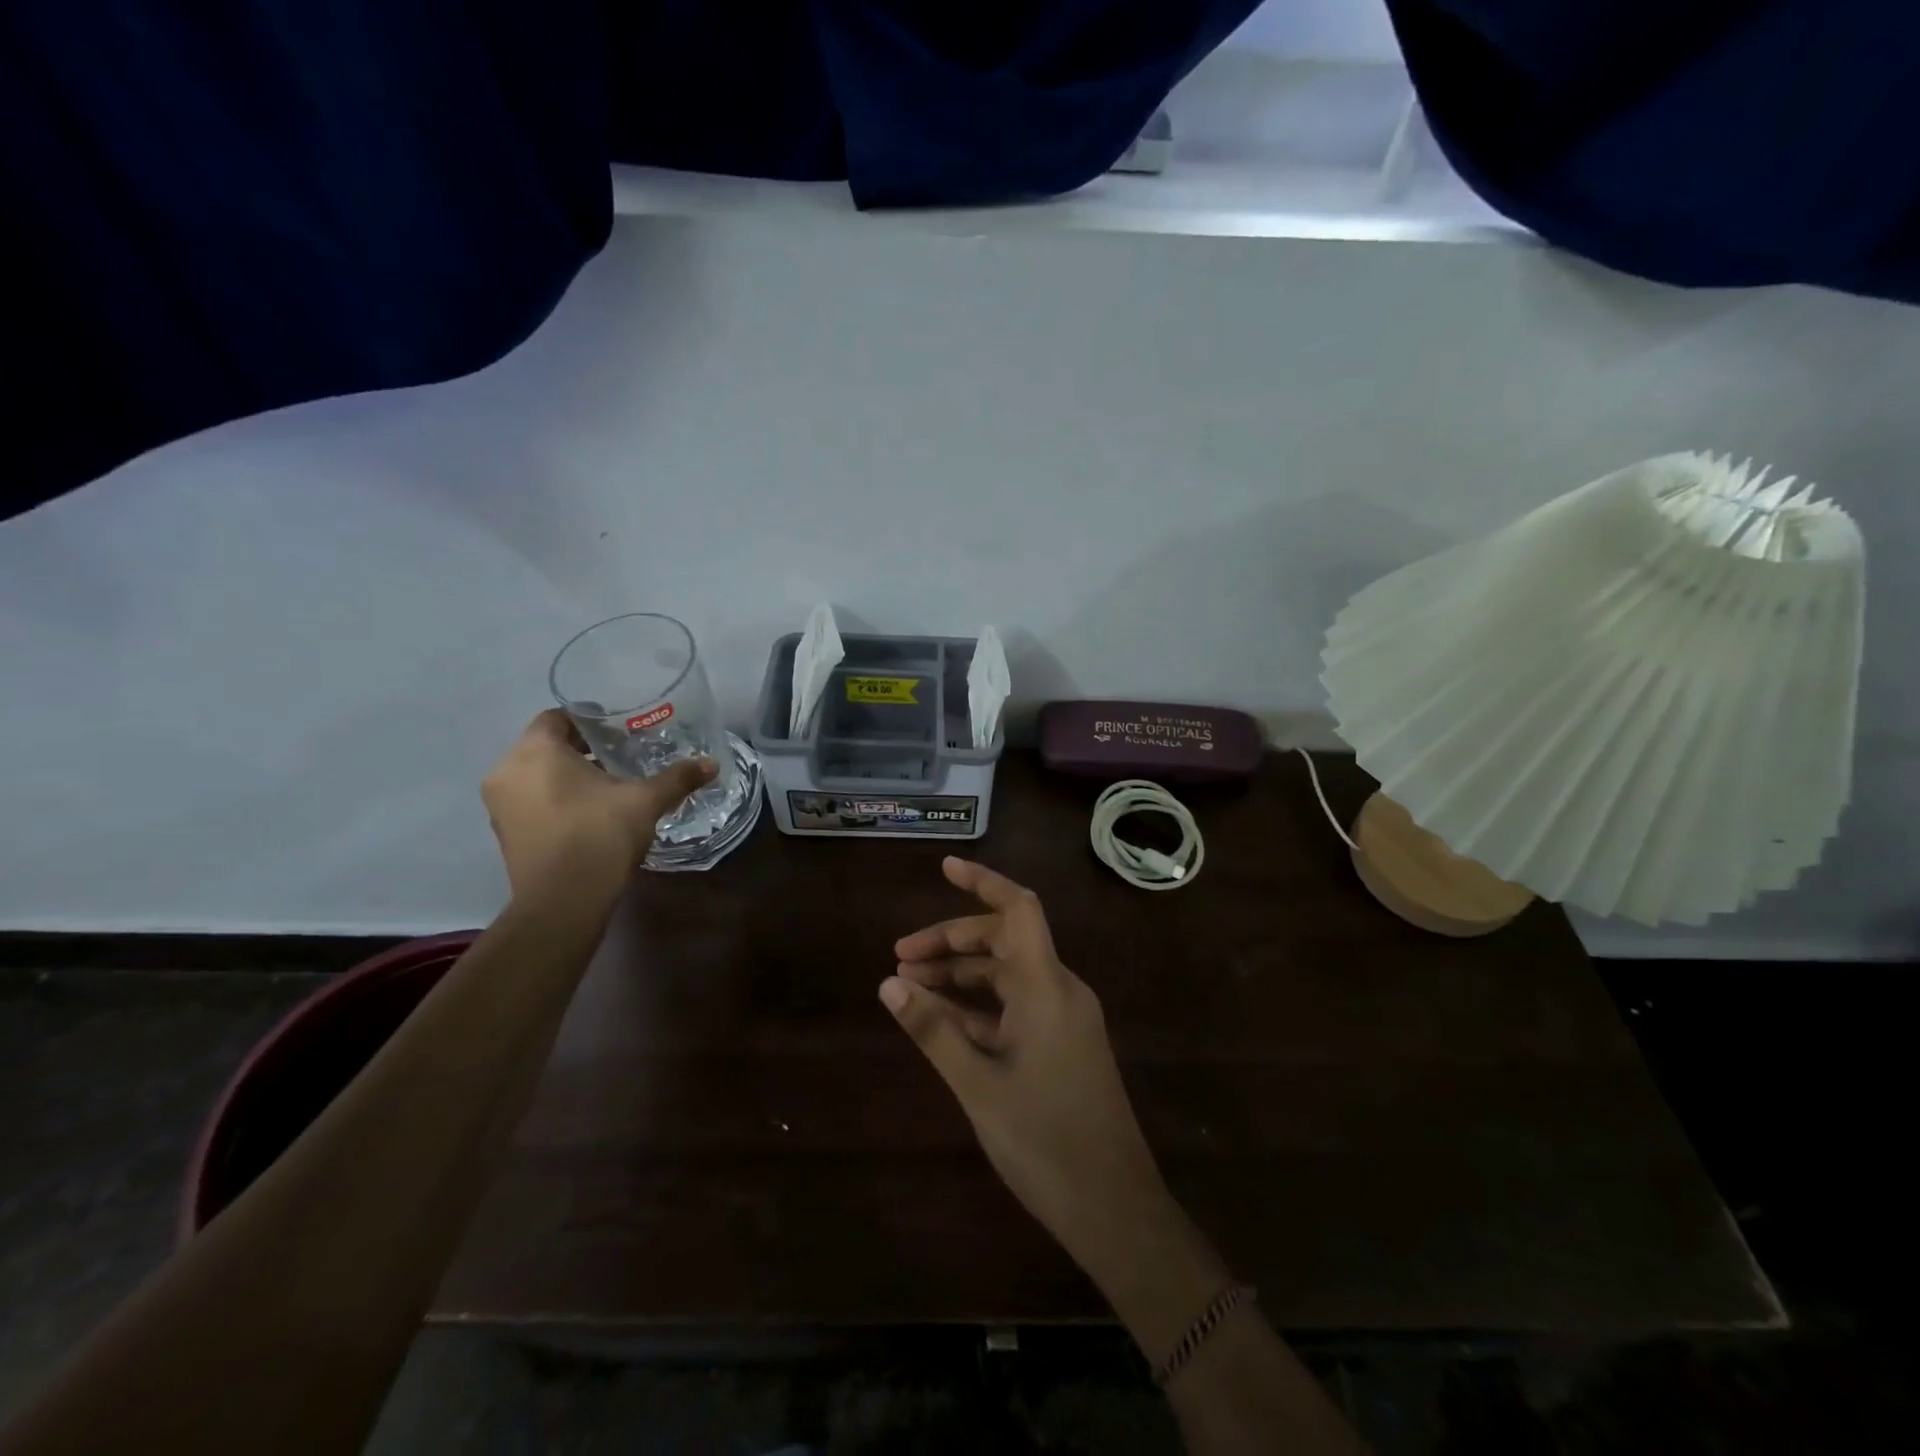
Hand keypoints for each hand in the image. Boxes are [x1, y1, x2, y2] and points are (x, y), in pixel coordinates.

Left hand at [481, 709, 715, 894]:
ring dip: (569, 777)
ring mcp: (501, 806)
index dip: (590, 720)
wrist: (563, 902)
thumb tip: (711, 763)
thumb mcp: (645, 801)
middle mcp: (508, 772)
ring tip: (611, 787)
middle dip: (583, 750)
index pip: (557, 717)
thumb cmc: (598, 835)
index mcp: (535, 751)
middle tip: (622, 755)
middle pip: (546, 746)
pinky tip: (592, 814)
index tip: (620, 730)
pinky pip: (532, 801)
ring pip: (537, 776)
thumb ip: (676, 778)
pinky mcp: (506, 834)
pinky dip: (558, 800)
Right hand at [883, 858, 1169, 1276]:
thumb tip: (888, 984)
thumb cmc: (1044, 1140)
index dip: (982, 881)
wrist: (1115, 1208)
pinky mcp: (1066, 1043)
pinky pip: (1019, 1005)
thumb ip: (933, 1029)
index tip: (944, 867)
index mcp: (1045, 985)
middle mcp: (1061, 989)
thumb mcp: (977, 1084)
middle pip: (1004, 940)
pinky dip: (982, 1005)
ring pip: (1009, 974)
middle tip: (901, 956)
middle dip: (952, 941)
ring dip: (963, 975)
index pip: (1017, 908)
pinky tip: (945, 1019)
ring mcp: (1066, 1017)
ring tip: (911, 986)